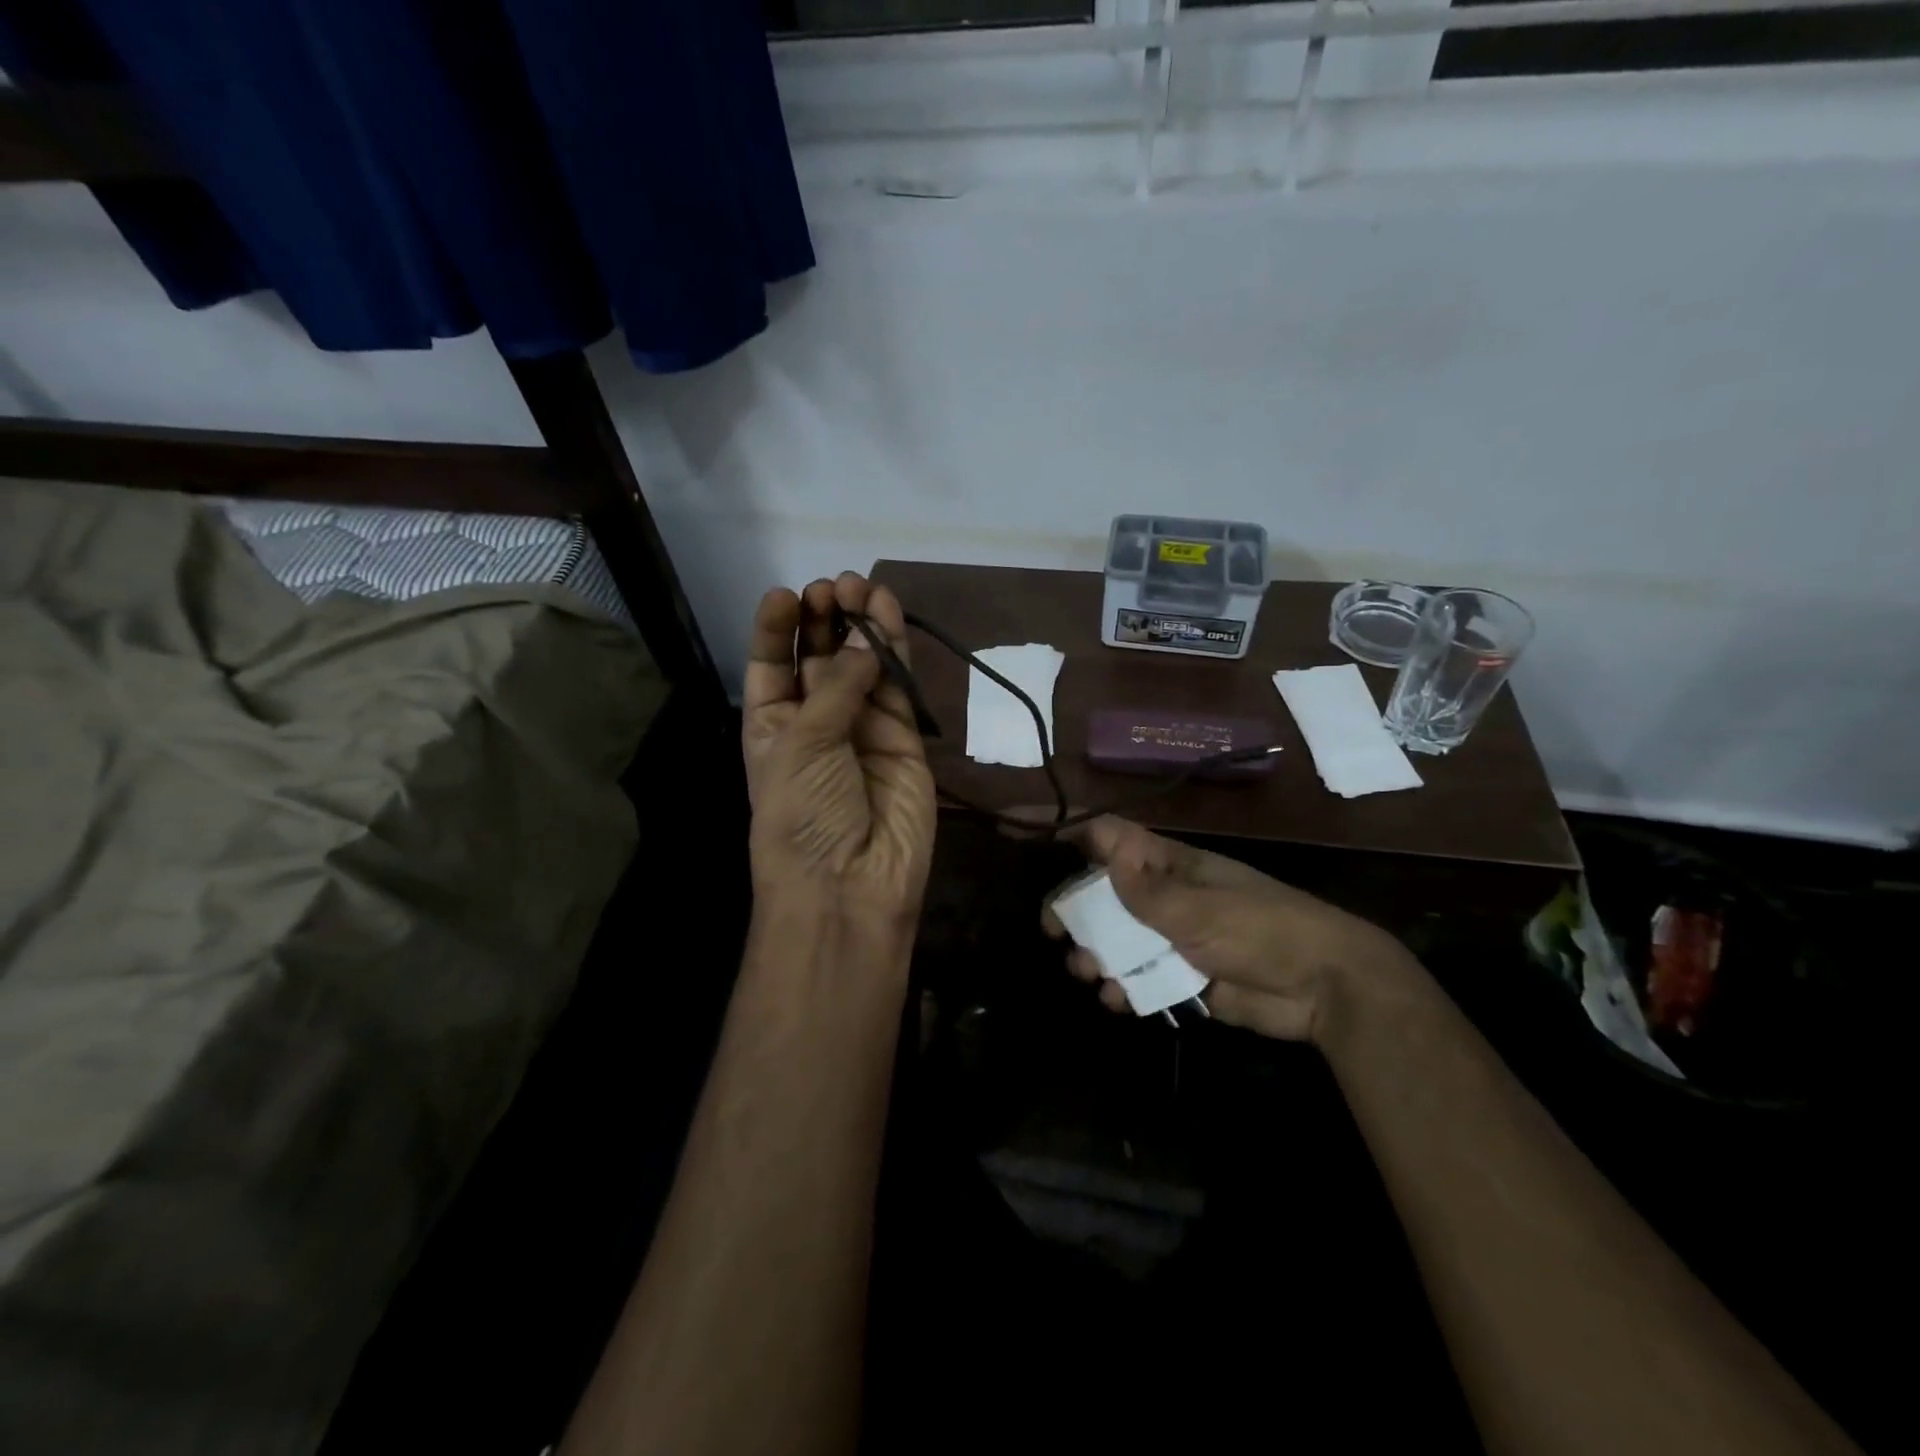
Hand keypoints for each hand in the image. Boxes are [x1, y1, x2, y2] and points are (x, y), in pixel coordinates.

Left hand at [743, 573, 935, 930]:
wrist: (850, 885)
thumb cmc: (803, 812)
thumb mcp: (802, 744)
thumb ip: (838, 686)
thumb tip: (866, 641)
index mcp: (772, 725)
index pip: (771, 664)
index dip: (776, 628)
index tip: (788, 594)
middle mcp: (816, 721)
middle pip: (819, 656)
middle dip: (824, 618)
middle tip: (836, 586)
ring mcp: (863, 727)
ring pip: (863, 663)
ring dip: (861, 624)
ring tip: (863, 585)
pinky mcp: (904, 736)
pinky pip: (898, 685)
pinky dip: (895, 649)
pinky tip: (888, 613)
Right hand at [1043, 817, 1420, 1042]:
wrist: (1322, 986)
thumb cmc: (1261, 929)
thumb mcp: (1200, 906)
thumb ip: (1146, 888)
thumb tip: (1103, 851)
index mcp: (1166, 863)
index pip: (1103, 834)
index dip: (1059, 826)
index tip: (1013, 827)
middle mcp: (1162, 894)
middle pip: (1099, 892)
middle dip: (1072, 910)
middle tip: (1055, 932)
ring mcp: (1171, 935)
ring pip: (1113, 938)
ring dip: (1094, 954)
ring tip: (1090, 973)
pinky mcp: (1182, 975)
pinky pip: (1138, 977)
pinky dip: (1123, 988)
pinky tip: (1120, 1000)